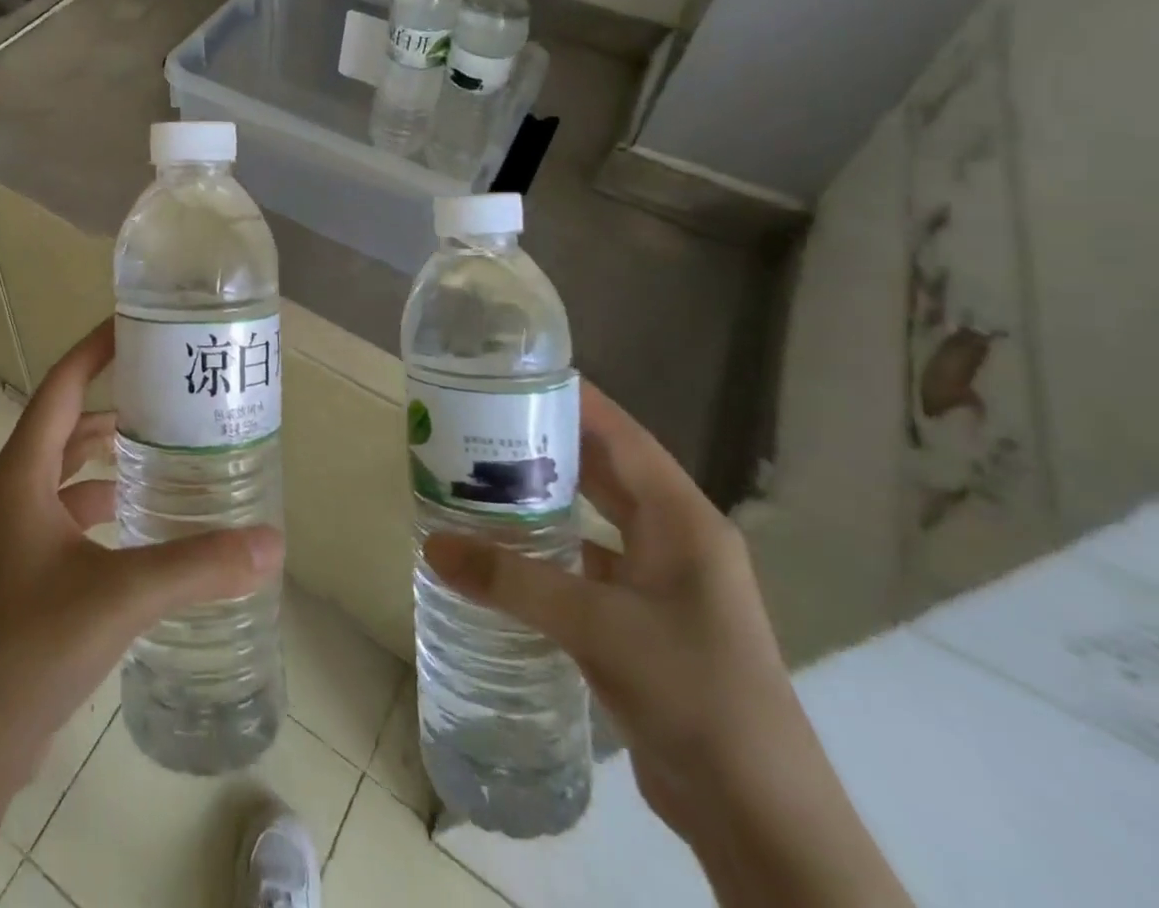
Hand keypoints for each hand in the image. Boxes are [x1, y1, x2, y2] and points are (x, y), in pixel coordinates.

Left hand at [0, 317, 284, 784]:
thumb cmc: (26, 648)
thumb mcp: (119, 597)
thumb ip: (198, 566)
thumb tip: (272, 543)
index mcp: (22, 475)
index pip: (61, 386)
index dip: (94, 350)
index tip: (136, 325)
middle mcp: (14, 495)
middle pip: (67, 427)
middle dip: (115, 405)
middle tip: (171, 395)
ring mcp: (15, 539)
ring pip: (68, 477)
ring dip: (110, 460)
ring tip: (168, 453)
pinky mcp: (24, 578)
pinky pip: (70, 520)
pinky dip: (105, 509)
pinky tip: (145, 527)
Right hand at [423, 381, 909, 907]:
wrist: (761, 818)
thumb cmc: (694, 694)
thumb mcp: (597, 627)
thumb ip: (512, 581)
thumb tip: (432, 544)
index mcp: (683, 520)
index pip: (622, 436)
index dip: (574, 400)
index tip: (515, 375)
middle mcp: (677, 540)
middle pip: (606, 471)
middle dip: (548, 443)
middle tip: (481, 420)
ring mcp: (665, 583)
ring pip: (596, 518)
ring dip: (547, 497)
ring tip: (481, 475)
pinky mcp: (647, 621)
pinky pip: (590, 563)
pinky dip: (550, 549)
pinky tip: (506, 550)